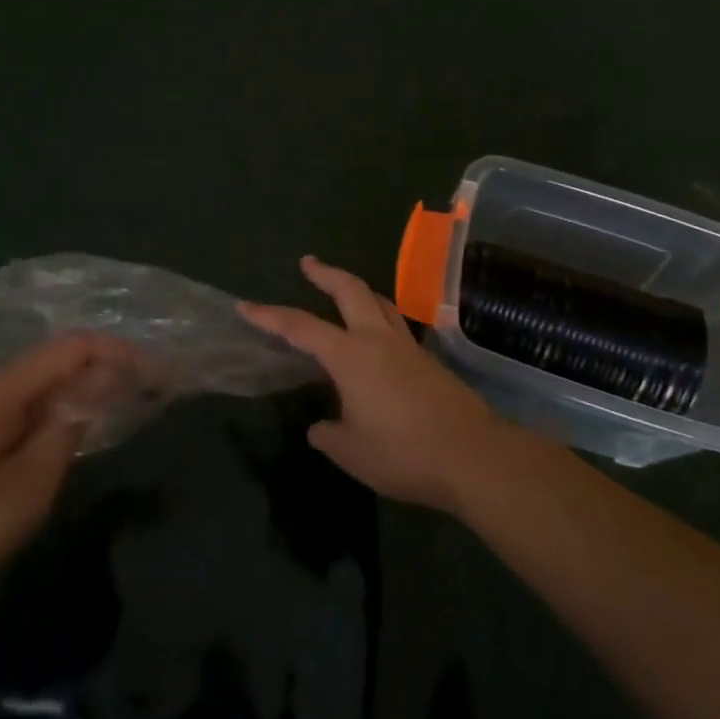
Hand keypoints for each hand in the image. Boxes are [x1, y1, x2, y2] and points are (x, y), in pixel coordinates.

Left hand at [0, 333, 144, 625]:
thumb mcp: (29, 483)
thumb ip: (68, 428)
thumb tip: (94, 391)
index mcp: (0, 386)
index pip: (73, 348)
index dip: (119, 352)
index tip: (154, 370)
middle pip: (52, 363)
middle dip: (99, 373)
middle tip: (139, 395)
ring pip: (31, 386)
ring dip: (72, 394)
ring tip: (107, 415)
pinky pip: (11, 406)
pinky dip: (44, 412)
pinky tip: (56, 436)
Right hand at [241, 256, 502, 511]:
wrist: (473, 455)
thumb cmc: (403, 453)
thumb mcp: (352, 452)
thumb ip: (329, 435)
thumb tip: (321, 427)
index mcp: (351, 356)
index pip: (301, 327)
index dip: (271, 316)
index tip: (247, 306)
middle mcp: (378, 340)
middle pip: (350, 291)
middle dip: (325, 273)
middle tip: (308, 263)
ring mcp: (408, 347)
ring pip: (380, 302)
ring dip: (358, 291)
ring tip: (344, 291)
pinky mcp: (429, 362)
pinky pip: (396, 327)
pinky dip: (379, 318)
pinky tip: (377, 341)